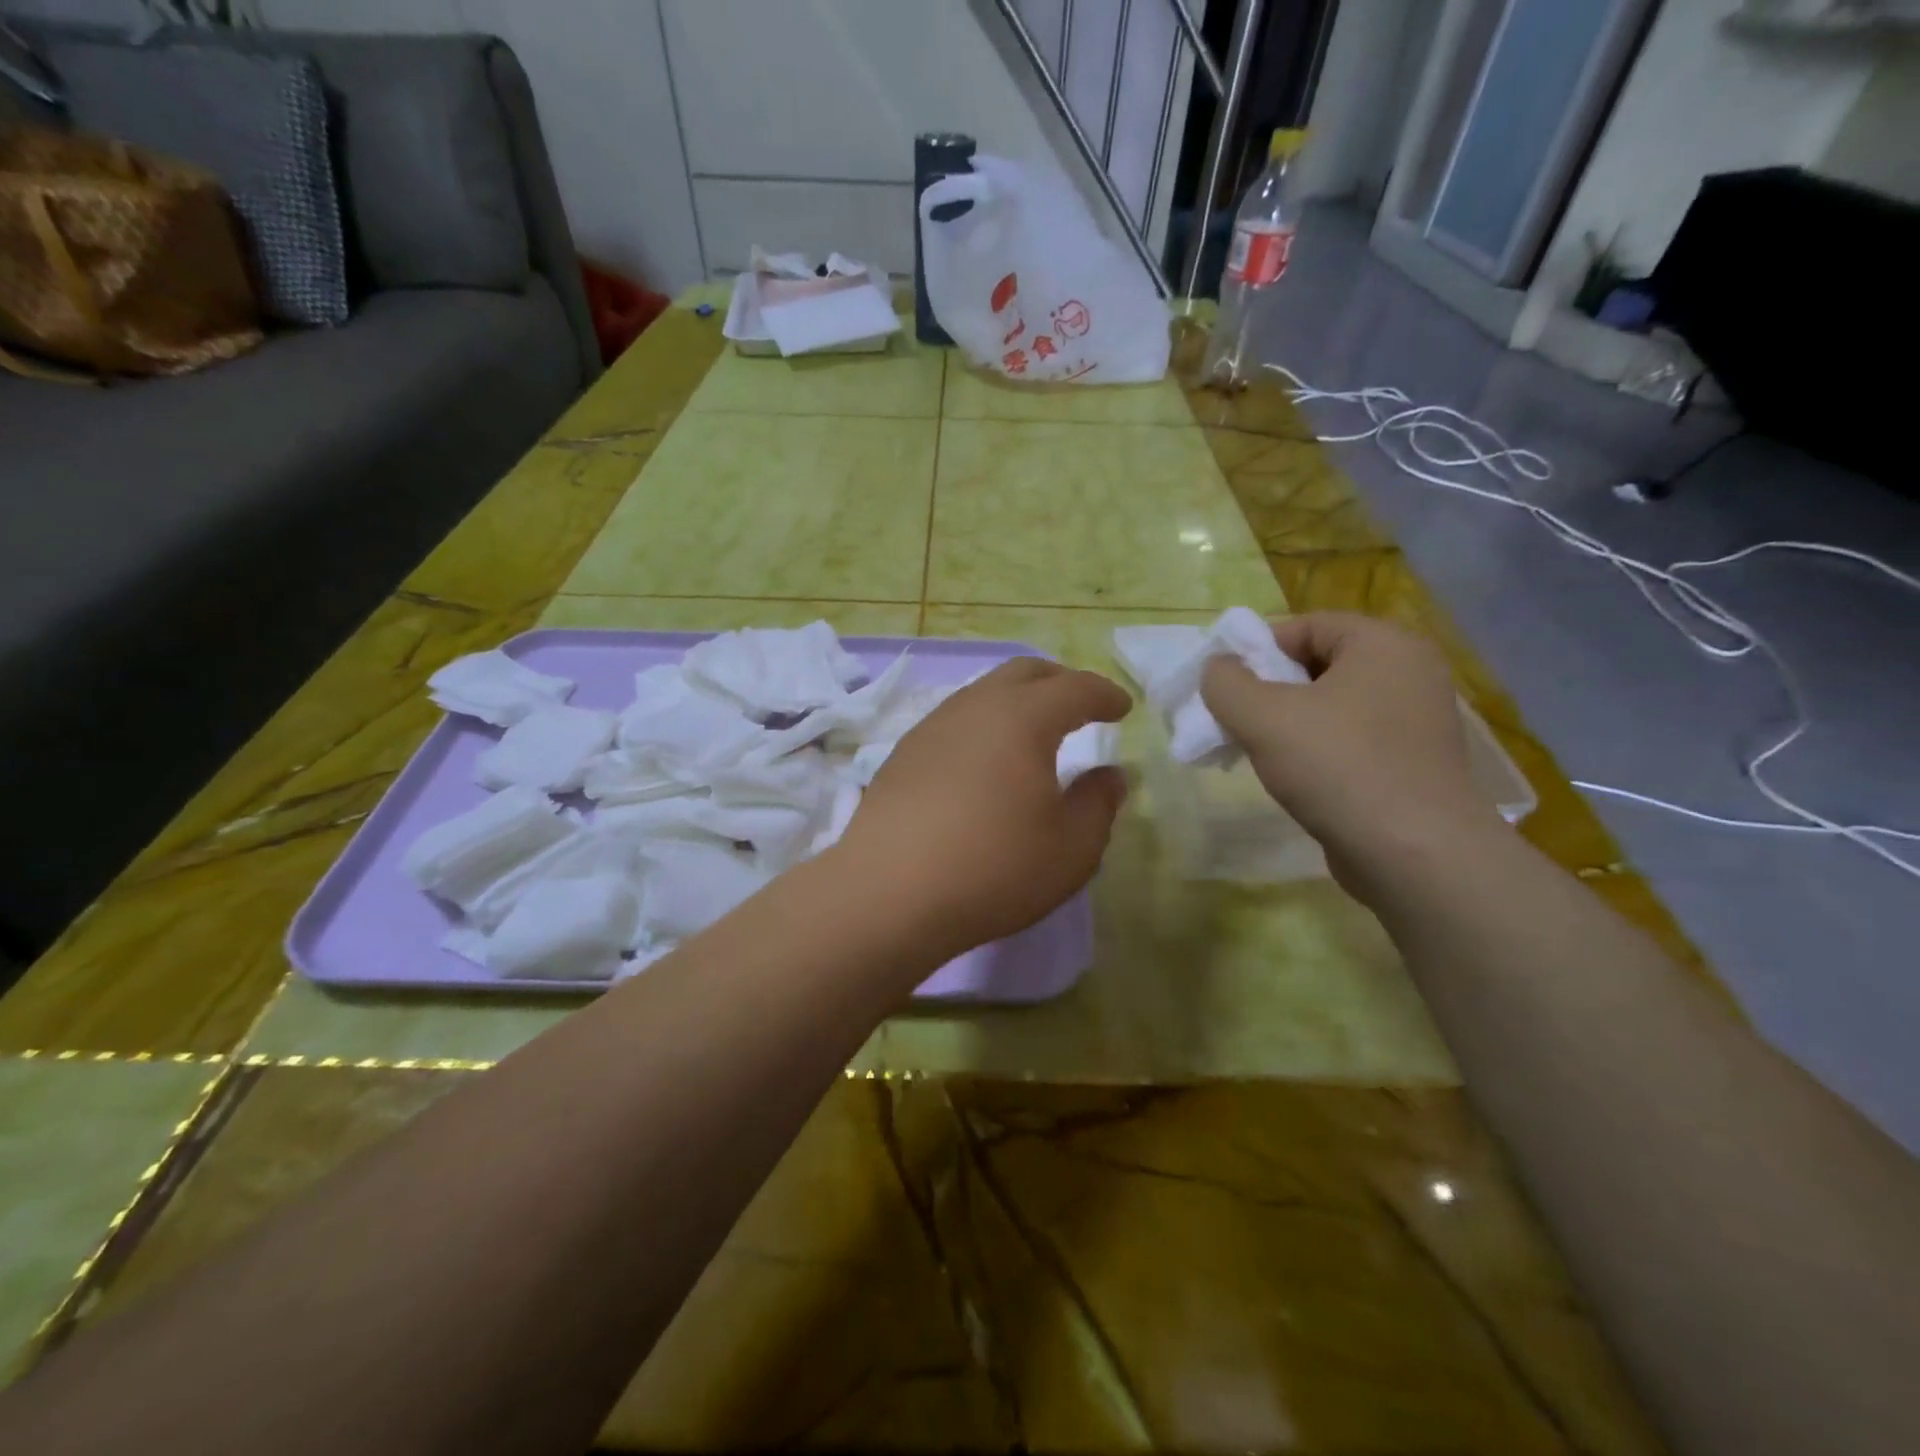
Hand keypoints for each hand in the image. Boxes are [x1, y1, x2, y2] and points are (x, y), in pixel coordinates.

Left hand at [840, 658, 1130, 955]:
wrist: (888, 893)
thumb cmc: (993, 868)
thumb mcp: (1071, 847)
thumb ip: (1098, 803)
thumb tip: (1109, 775)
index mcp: (1023, 718)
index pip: (1074, 689)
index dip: (1104, 694)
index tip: (1123, 708)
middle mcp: (975, 707)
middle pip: (1023, 673)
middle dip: (1059, 681)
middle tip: (1081, 705)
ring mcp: (932, 727)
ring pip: (983, 693)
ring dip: (1016, 701)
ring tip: (1033, 731)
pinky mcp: (902, 755)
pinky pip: (955, 721)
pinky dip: (983, 725)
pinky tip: (984, 761)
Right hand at [1200, 613, 1500, 884]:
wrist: (1415, 855)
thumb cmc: (1338, 767)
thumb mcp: (1262, 716)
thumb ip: (1226, 683)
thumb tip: (1217, 670)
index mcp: (1384, 644)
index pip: (1306, 626)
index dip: (1256, 649)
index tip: (1223, 685)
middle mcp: (1410, 673)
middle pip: (1318, 666)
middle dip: (1267, 690)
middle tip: (1233, 720)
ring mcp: (1416, 722)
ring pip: (1332, 707)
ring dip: (1286, 724)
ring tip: (1254, 752)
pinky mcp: (1413, 765)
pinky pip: (1351, 741)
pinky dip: (1316, 751)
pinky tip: (1291, 778)